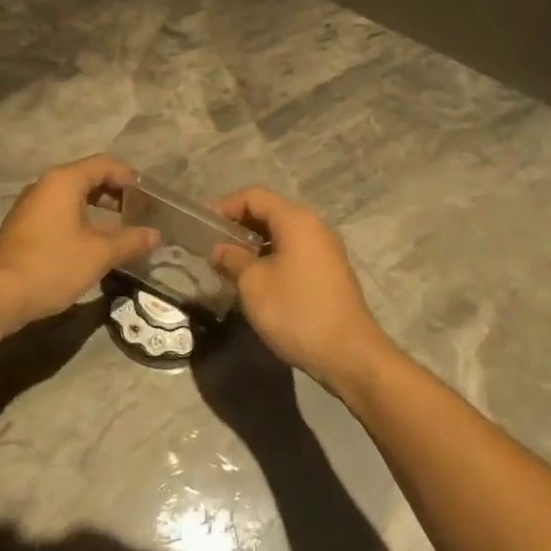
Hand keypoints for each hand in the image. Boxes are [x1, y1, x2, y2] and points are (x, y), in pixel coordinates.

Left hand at [0, 155, 158, 331]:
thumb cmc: (52, 266)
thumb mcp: (99, 254)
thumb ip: (130, 241)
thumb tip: (155, 235)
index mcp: (64, 181)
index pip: (104, 164)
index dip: (129, 177)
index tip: (147, 198)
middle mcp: (45, 185)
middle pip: (87, 177)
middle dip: (115, 193)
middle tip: (137, 213)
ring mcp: (31, 205)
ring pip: (72, 196)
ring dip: (97, 207)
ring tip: (119, 229)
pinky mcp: (23, 225)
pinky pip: (58, 211)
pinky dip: (79, 218)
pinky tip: (91, 242)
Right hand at [209, 186, 392, 395]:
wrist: (348, 353)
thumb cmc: (296, 311)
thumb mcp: (253, 284)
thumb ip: (232, 259)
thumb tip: (220, 249)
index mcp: (296, 220)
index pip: (254, 196)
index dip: (224, 206)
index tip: (202, 227)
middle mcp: (315, 227)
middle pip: (270, 211)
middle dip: (238, 224)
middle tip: (212, 245)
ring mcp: (326, 250)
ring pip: (283, 233)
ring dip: (254, 243)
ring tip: (230, 264)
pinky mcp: (330, 272)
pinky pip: (295, 251)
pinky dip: (272, 256)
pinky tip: (256, 279)